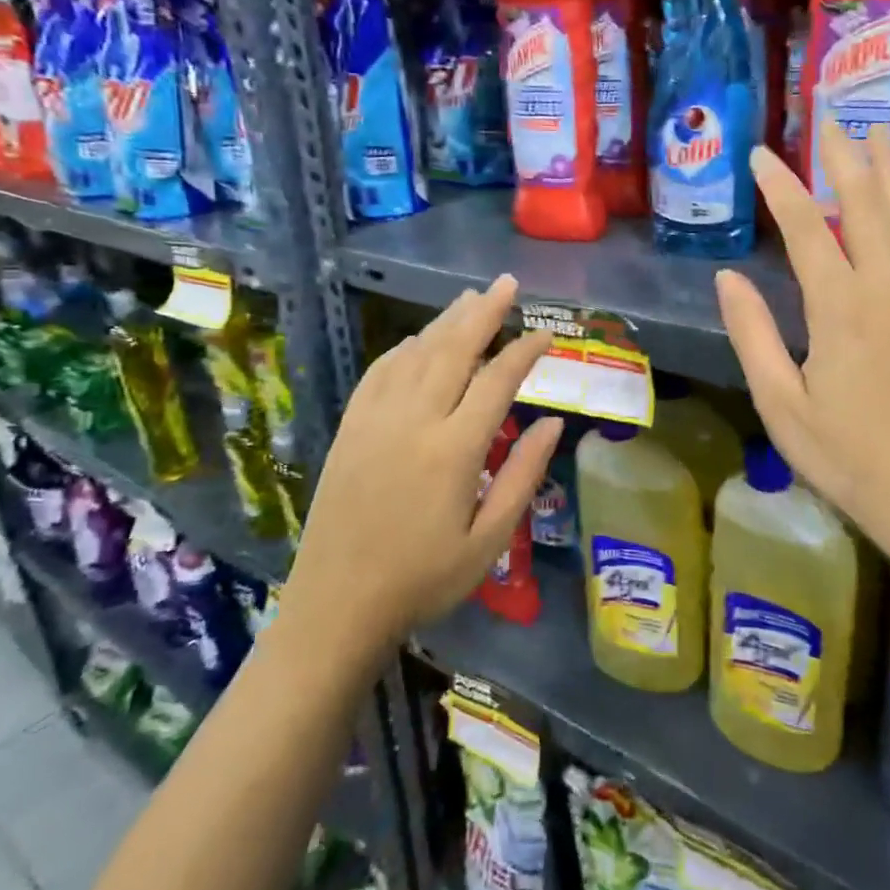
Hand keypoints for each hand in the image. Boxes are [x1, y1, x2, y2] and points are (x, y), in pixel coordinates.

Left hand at [289, 274, 560, 644]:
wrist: (336, 605)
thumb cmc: (423, 579)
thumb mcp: (489, 540)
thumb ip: (523, 475)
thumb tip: (553, 422)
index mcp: (454, 449)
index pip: (498, 380)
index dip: (525, 351)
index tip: (547, 334)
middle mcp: (414, 421)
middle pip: (454, 350)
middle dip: (484, 312)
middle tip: (508, 284)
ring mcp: (375, 421)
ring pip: (416, 354)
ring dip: (445, 322)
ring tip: (470, 298)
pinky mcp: (350, 429)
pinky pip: (378, 374)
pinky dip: (402, 350)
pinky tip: (415, 340)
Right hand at [716, 120, 889, 576]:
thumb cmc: (846, 455)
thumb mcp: (781, 402)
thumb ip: (753, 333)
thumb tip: (729, 276)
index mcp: (841, 308)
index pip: (808, 229)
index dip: (781, 188)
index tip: (760, 154)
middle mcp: (888, 288)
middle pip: (866, 206)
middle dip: (843, 159)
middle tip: (828, 118)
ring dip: (886, 173)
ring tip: (875, 135)